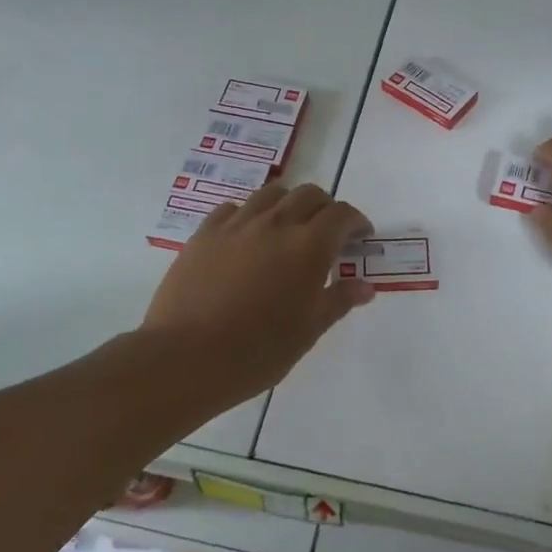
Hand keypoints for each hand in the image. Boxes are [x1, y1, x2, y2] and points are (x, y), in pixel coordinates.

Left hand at [143, 182, 374, 404]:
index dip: (356, 221)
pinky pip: (234, 208)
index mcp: (309, 246)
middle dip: (326, 208)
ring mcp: (237, 225)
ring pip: (271, 194)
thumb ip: (339, 301)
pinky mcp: (205, 233)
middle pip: (309, 195)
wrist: (186, 357)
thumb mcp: (308, 331)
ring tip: (288, 229)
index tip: (360, 237)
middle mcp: (276, 224)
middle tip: (328, 234)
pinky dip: (251, 215)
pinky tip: (248, 237)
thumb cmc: (258, 350)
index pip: (341, 215)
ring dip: (289, 204)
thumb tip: (366, 286)